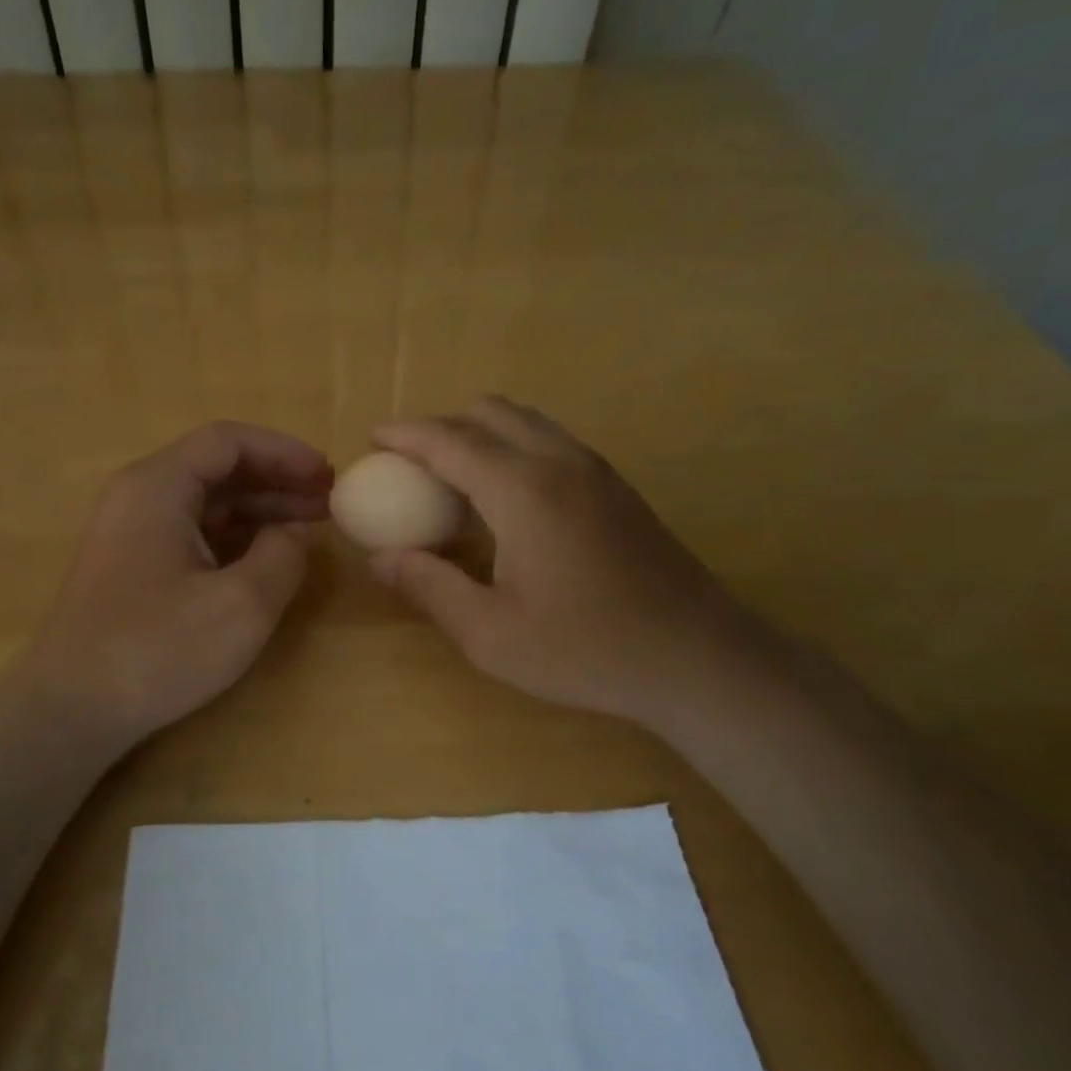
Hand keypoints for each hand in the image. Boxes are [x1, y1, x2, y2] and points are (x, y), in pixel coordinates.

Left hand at [13, 422, 330, 749]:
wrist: (71, 710)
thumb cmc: (156, 650)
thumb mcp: (240, 605)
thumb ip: (283, 555)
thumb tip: (296, 531)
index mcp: (158, 486)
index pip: (228, 441)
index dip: (284, 452)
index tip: (327, 476)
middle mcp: (140, 496)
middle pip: (218, 469)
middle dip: (277, 481)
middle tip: (329, 502)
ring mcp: (132, 531)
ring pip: (207, 502)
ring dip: (260, 510)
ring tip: (311, 528)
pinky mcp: (133, 565)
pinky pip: (192, 532)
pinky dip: (235, 538)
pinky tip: (268, 557)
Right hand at [369, 398, 763, 729]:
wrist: (697, 658)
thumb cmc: (587, 650)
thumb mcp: (491, 634)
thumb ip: (430, 587)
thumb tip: (380, 558)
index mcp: (523, 491)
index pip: (449, 440)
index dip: (406, 434)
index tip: (373, 439)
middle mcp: (559, 462)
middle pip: (489, 412)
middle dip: (442, 426)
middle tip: (411, 465)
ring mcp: (595, 468)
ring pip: (525, 420)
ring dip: (480, 432)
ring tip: (454, 476)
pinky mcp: (616, 484)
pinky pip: (551, 440)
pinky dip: (514, 445)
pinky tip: (507, 496)